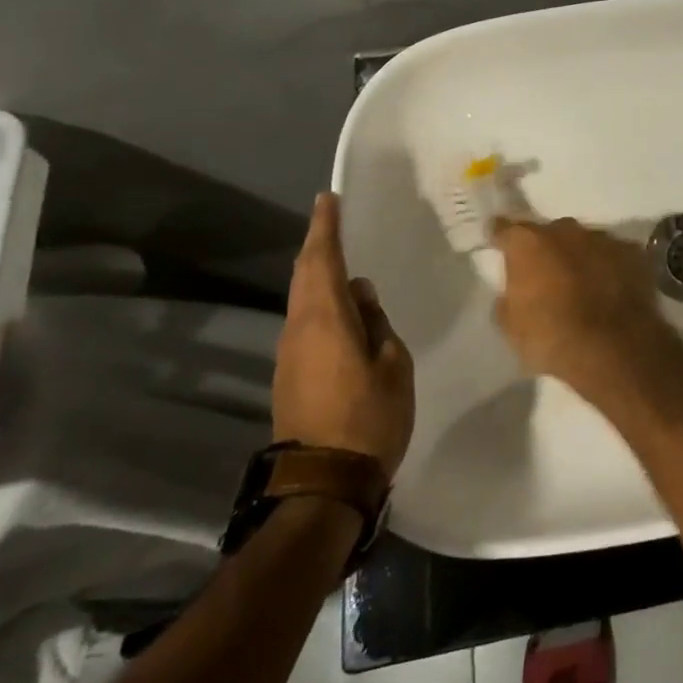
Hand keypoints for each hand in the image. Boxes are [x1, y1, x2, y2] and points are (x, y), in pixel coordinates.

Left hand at [273, 193, 414, 476]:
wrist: (323, 482)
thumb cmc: (369, 417)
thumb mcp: (392, 363)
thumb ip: (376, 322)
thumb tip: (361, 294)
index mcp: (325, 319)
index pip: (322, 260)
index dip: (325, 227)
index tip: (328, 199)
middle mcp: (299, 329)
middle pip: (304, 275)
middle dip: (317, 245)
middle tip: (332, 220)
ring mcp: (290, 354)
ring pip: (302, 299)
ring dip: (317, 273)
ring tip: (340, 258)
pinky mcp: (291, 374)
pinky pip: (305, 321)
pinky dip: (319, 300)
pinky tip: (340, 306)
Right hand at [492, 217, 682, 401]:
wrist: (613, 346)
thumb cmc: (552, 337)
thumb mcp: (511, 327)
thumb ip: (509, 299)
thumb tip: (515, 293)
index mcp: (529, 243)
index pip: (506, 229)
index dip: (501, 237)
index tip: (499, 243)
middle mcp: (566, 230)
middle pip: (550, 233)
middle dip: (547, 249)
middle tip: (546, 275)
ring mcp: (603, 238)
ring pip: (585, 242)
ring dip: (581, 257)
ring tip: (583, 285)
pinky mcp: (633, 252)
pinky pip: (614, 255)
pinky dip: (609, 267)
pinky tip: (611, 289)